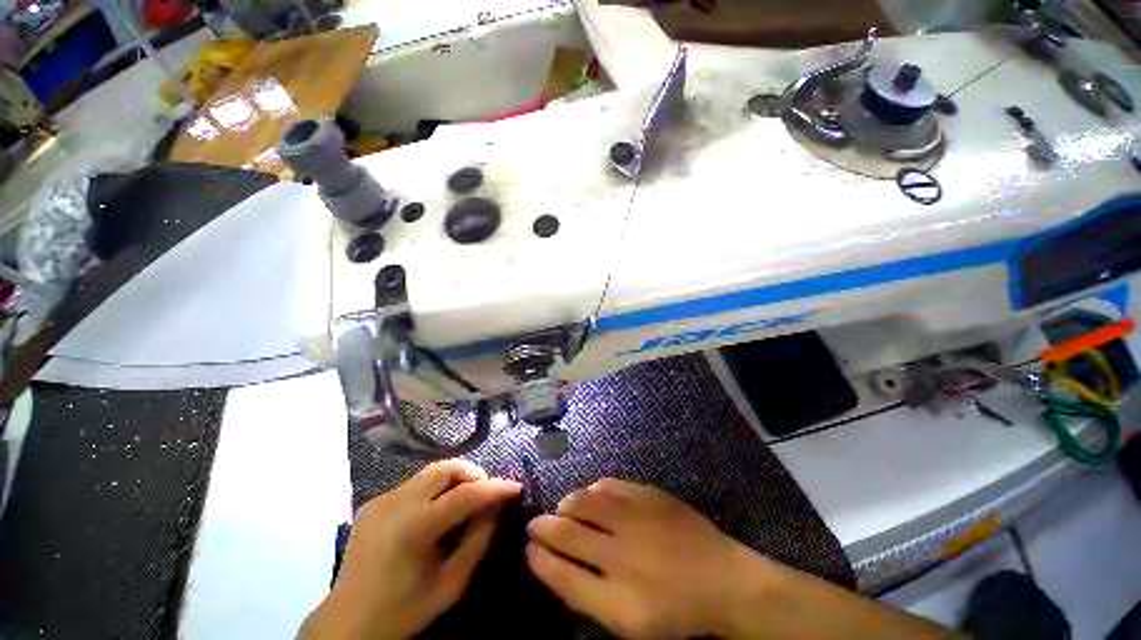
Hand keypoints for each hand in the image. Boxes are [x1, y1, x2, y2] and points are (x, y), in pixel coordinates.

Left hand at [300, 459, 521, 639]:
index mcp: (414, 528)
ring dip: (454, 479)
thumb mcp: (450, 585)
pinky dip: (433, 490)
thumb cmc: (402, 612)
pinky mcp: (373, 502)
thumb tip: (495, 508)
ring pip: (430, 471)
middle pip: (445, 467)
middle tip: (486, 492)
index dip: (495, 487)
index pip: (465, 494)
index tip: (516, 487)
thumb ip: (477, 541)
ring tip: (464, 501)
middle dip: (472, 473)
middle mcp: (396, 504)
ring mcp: (381, 500)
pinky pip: (414, 484)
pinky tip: (434, 513)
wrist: (346, 624)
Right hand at [526, 478, 770, 638]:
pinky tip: (593, 497)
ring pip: (582, 502)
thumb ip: (589, 595)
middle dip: (542, 527)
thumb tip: (557, 564)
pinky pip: (608, 485)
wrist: (724, 579)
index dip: (538, 558)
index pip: (560, 574)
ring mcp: (635, 519)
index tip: (528, 548)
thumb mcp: (629, 623)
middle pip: (565, 532)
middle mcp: (620, 555)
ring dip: (566, 505)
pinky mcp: (648, 495)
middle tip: (535, 524)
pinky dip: (593, 491)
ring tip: (564, 509)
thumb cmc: (676, 612)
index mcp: (616, 601)